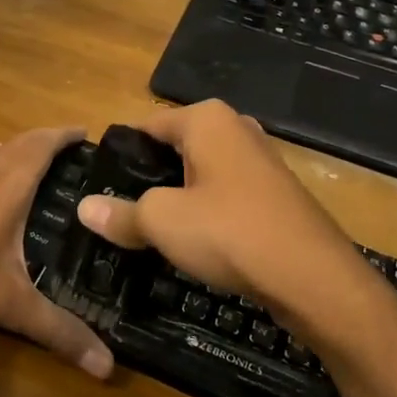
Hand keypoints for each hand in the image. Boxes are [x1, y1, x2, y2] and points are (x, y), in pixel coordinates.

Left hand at [0, 127, 113, 379]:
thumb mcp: (12, 307)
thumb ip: (60, 331)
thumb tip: (108, 366)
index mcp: (8, 187)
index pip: (41, 146)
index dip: (63, 135)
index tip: (85, 133)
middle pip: (18, 144)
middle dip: (44, 141)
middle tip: (69, 152)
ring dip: (14, 149)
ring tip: (33, 160)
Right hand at [74, 101, 364, 329]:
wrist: (313, 278)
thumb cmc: (229, 232)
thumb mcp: (162, 222)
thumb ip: (121, 214)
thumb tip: (83, 209)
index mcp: (206, 118)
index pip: (146, 127)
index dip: (121, 156)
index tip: (100, 187)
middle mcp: (236, 128)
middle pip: (175, 148)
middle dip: (151, 177)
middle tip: (122, 211)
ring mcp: (262, 160)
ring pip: (203, 173)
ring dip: (180, 197)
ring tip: (153, 229)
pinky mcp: (277, 193)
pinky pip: (228, 194)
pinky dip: (209, 212)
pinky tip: (197, 241)